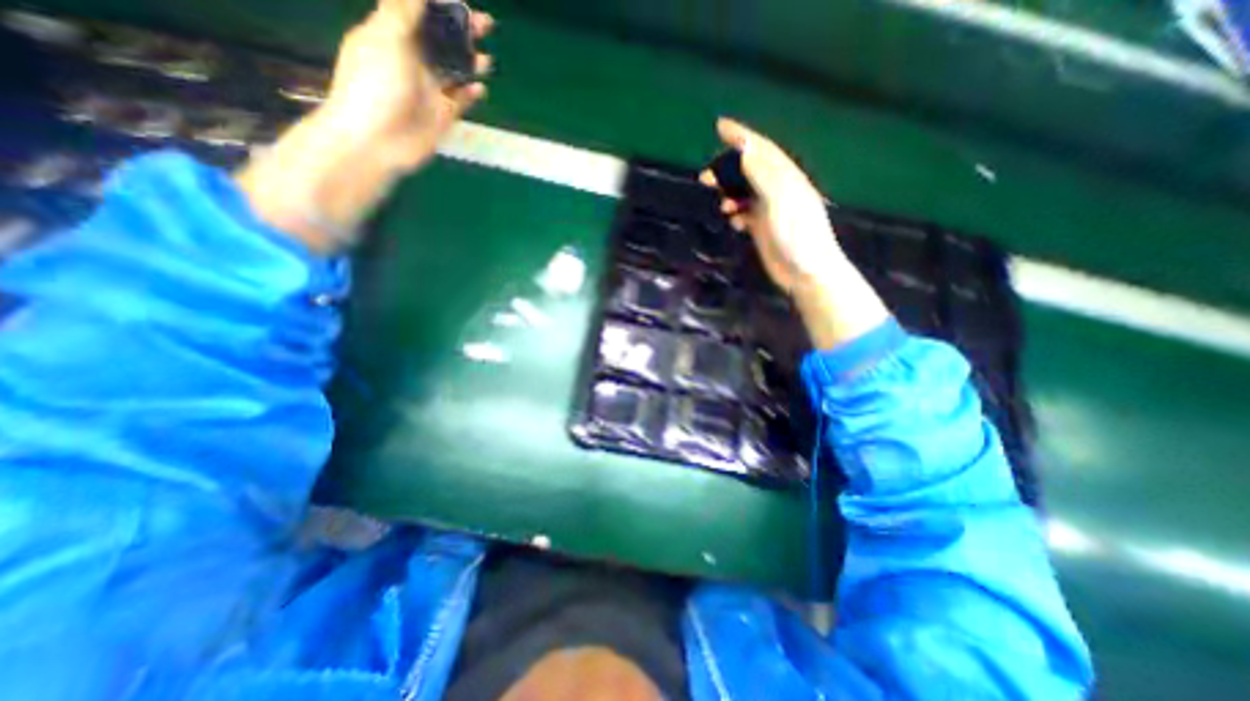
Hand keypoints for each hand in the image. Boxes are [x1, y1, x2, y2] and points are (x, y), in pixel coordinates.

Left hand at [317, 0, 495, 171]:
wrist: (377, 140)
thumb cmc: (375, 85)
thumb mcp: (386, 38)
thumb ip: (403, 9)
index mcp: (393, 35)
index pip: (419, 11)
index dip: (440, 4)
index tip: (462, 2)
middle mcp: (412, 60)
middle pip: (442, 39)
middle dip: (463, 30)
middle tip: (485, 24)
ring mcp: (429, 89)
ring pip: (455, 70)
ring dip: (471, 62)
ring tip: (487, 59)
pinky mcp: (442, 115)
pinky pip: (460, 100)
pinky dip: (471, 93)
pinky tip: (480, 88)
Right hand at [701, 119, 886, 348]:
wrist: (806, 272)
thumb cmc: (798, 236)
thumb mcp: (782, 202)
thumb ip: (764, 176)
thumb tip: (746, 150)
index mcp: (787, 178)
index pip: (762, 150)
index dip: (741, 136)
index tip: (720, 126)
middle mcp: (779, 190)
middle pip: (749, 171)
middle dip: (728, 169)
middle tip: (705, 176)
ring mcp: (771, 210)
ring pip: (745, 192)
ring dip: (729, 193)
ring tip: (718, 201)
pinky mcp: (764, 228)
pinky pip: (745, 213)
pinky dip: (736, 213)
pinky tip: (732, 220)